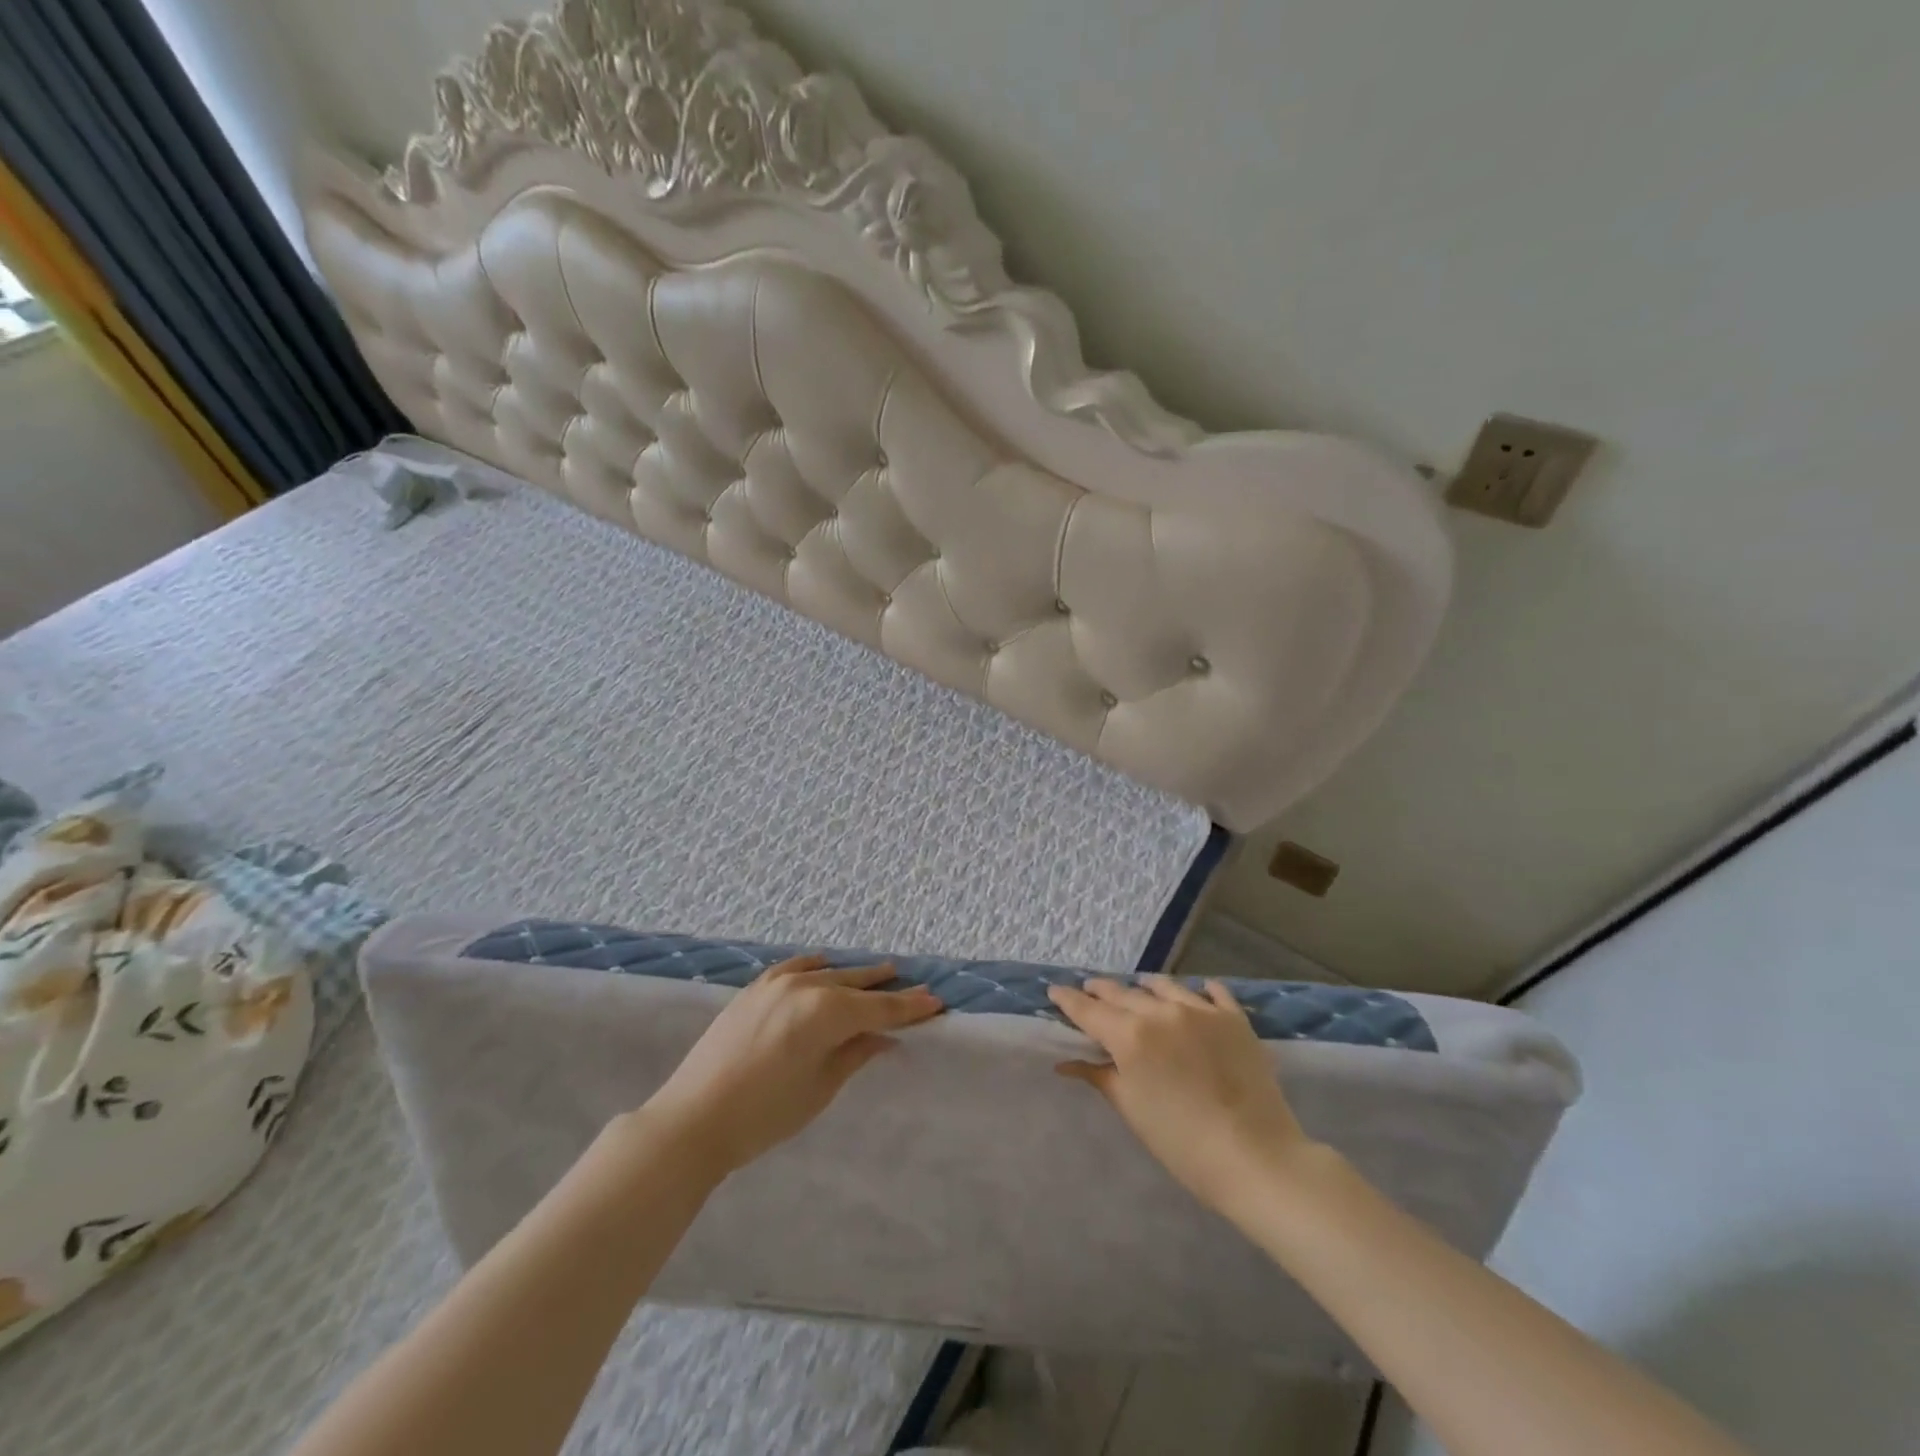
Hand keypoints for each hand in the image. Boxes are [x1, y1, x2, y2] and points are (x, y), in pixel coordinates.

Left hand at [638, 955, 942, 1179]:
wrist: (692, 1118)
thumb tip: (885, 1036)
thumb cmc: (764, 1114)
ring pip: (828, 972)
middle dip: (887, 988)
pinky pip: (796, 967)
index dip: (909, 1008)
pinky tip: (825, 965)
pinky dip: (816, 966)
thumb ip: (855, 1054)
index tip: (936, 1002)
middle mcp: (805, 986)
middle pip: (856, 985)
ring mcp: (776, 983)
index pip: (879, 1009)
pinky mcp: (754, 989)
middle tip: (916, 987)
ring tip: (882, 972)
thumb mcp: (820, 1088)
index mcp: (825, 1012)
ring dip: (855, 975)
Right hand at [1048, 975, 1311, 1214]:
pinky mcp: (1234, 1018)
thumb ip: (1099, 1076)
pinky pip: (1212, 992)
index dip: (1068, 1000)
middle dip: (1101, 991)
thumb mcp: (1132, 1109)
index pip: (1088, 1010)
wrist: (1256, 1157)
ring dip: (1144, 988)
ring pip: (1163, 986)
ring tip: (1138, 989)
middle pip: (1122, 993)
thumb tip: (1066, 1062)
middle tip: (1089, 989)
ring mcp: (1200, 1010)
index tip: (1054, 991)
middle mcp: (1161, 1012)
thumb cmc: (1183, 1143)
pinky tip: (1197, 992)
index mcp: (1130, 1036)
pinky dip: (1198, 991)